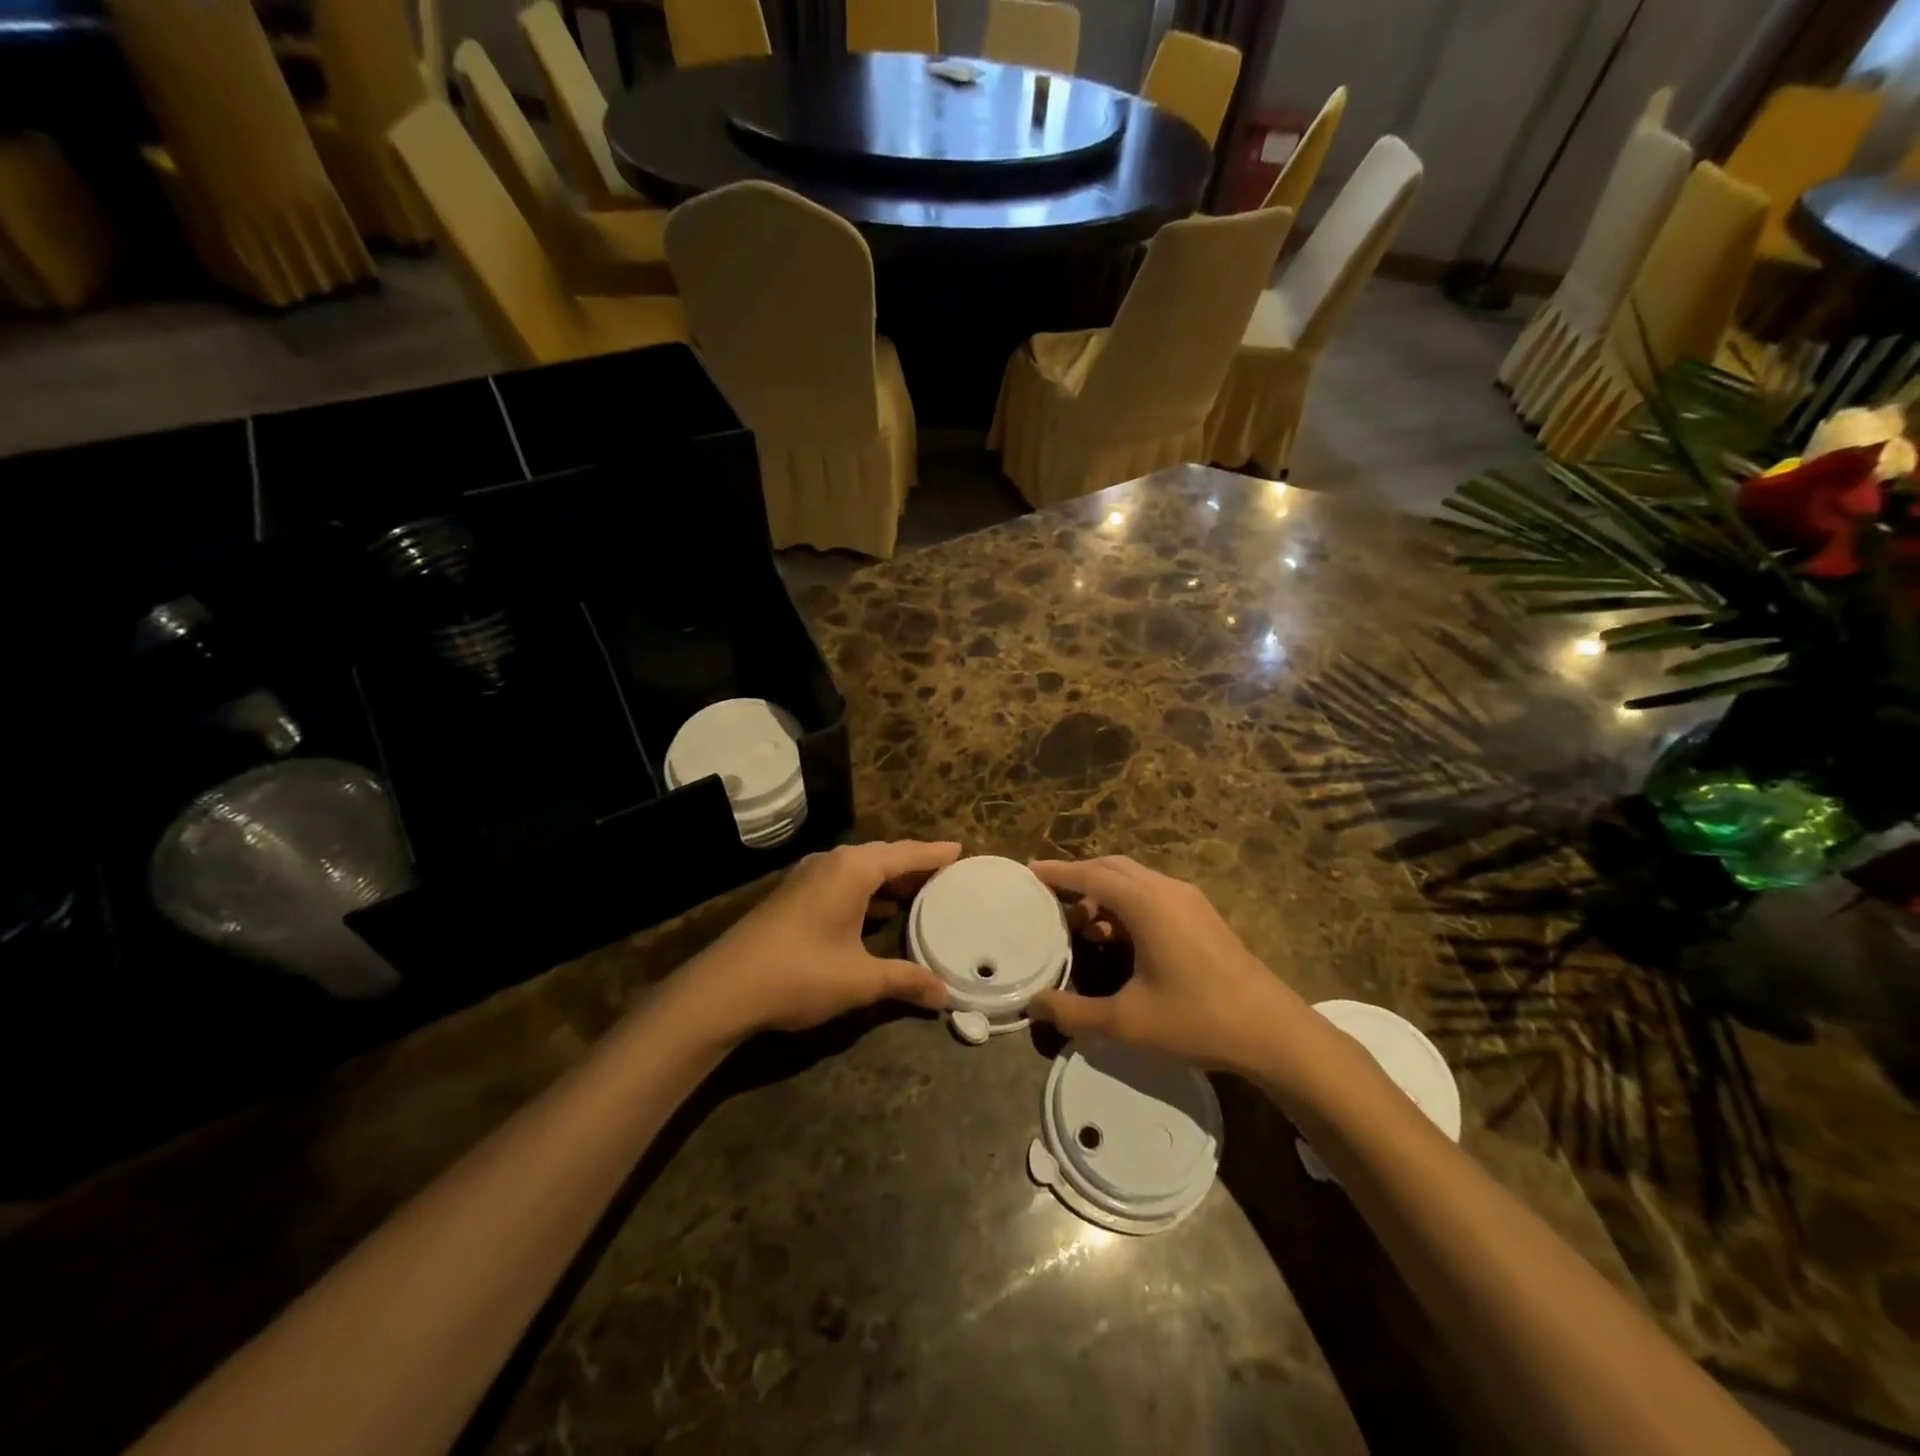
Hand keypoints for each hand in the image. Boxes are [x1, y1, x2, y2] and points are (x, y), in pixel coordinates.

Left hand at [685, 840, 959, 1034]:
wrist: (724, 989)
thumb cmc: (800, 974)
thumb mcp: (860, 980)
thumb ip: (905, 982)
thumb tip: (945, 995)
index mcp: (853, 869)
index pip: (905, 854)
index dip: (933, 853)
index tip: (959, 849)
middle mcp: (831, 863)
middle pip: (882, 857)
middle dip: (913, 866)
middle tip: (944, 875)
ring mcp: (807, 878)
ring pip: (859, 870)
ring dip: (887, 881)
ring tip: (917, 894)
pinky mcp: (792, 896)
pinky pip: (841, 882)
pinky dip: (865, 893)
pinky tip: (876, 914)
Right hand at [1028, 856, 1309, 1075]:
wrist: (1273, 1032)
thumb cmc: (1197, 1019)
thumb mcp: (1127, 1022)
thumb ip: (1074, 1013)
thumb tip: (1033, 1006)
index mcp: (1147, 904)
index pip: (1091, 875)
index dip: (1058, 872)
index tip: (1029, 870)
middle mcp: (1167, 890)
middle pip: (1113, 868)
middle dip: (1079, 877)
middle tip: (1049, 897)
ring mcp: (1189, 901)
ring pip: (1135, 880)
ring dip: (1104, 892)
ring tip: (1081, 925)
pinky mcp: (1202, 916)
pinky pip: (1153, 894)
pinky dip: (1126, 903)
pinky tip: (1118, 938)